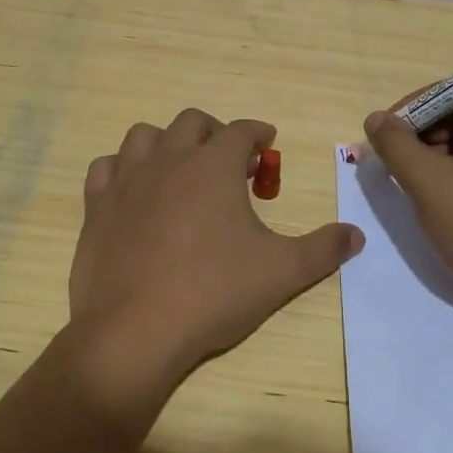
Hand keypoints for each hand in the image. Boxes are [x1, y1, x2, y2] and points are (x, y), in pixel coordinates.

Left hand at [70, 110, 363, 377]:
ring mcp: (126, 181)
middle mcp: (168, 159)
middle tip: (229, 160)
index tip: (267, 142)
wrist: (136, 329)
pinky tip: (134, 189)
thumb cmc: (214, 293)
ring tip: (180, 167)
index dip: (258, 132)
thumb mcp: (282, 272)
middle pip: (192, 122)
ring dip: (167, 142)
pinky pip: (105, 168)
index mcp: (213, 165)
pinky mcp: (96, 207)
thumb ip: (323, 249)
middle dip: (215, 132)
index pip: (242, 130)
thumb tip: (356, 235)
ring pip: (144, 135)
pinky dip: (122, 169)